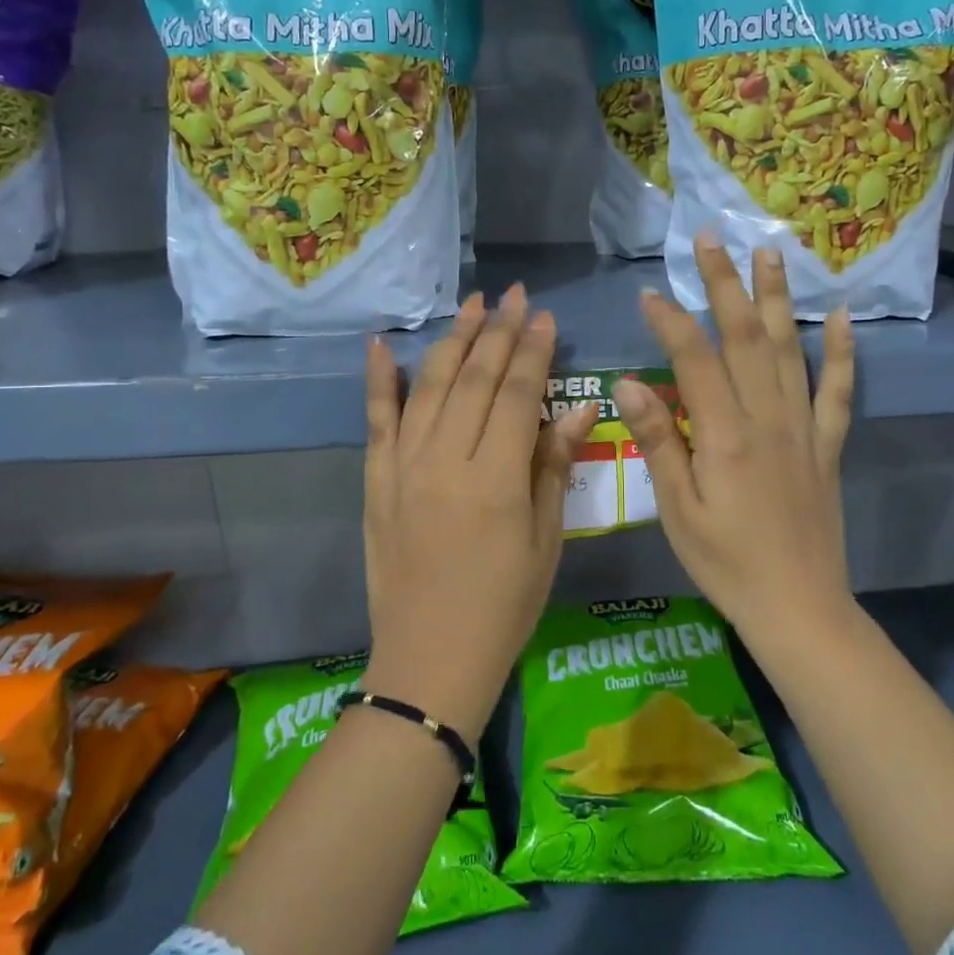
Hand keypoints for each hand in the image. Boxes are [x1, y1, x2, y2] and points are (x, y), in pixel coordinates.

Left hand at [361, 285, 598, 742]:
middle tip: (514, 295)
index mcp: (495, 479)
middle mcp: (445, 460)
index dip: (533, 351)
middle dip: (497, 332)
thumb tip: (578, 407)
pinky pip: (375, 420)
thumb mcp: (545, 540)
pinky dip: (377, 380)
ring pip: (428, 387)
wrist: (430, 659)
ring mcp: (403, 467)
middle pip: (473, 380)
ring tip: (471, 305)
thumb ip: (554, 466)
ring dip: (451, 341)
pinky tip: (379, 344)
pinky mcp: (375, 480)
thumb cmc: (504, 605)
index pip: (516, 394)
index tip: (544, 316)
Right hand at [614, 237, 854, 631]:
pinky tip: (843, 316)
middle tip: (711, 239)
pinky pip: (837, 391)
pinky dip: (842, 352)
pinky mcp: (827, 446)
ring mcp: (804, 429)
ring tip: (769, 251)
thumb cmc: (726, 563)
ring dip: (778, 297)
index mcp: (726, 436)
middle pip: (747, 337)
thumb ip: (658, 441)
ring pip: (791, 349)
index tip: (649, 292)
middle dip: (725, 284)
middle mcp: (768, 419)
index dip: (671, 321)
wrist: (799, 608)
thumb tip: (628, 383)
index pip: (695, 360)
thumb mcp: (678, 510)